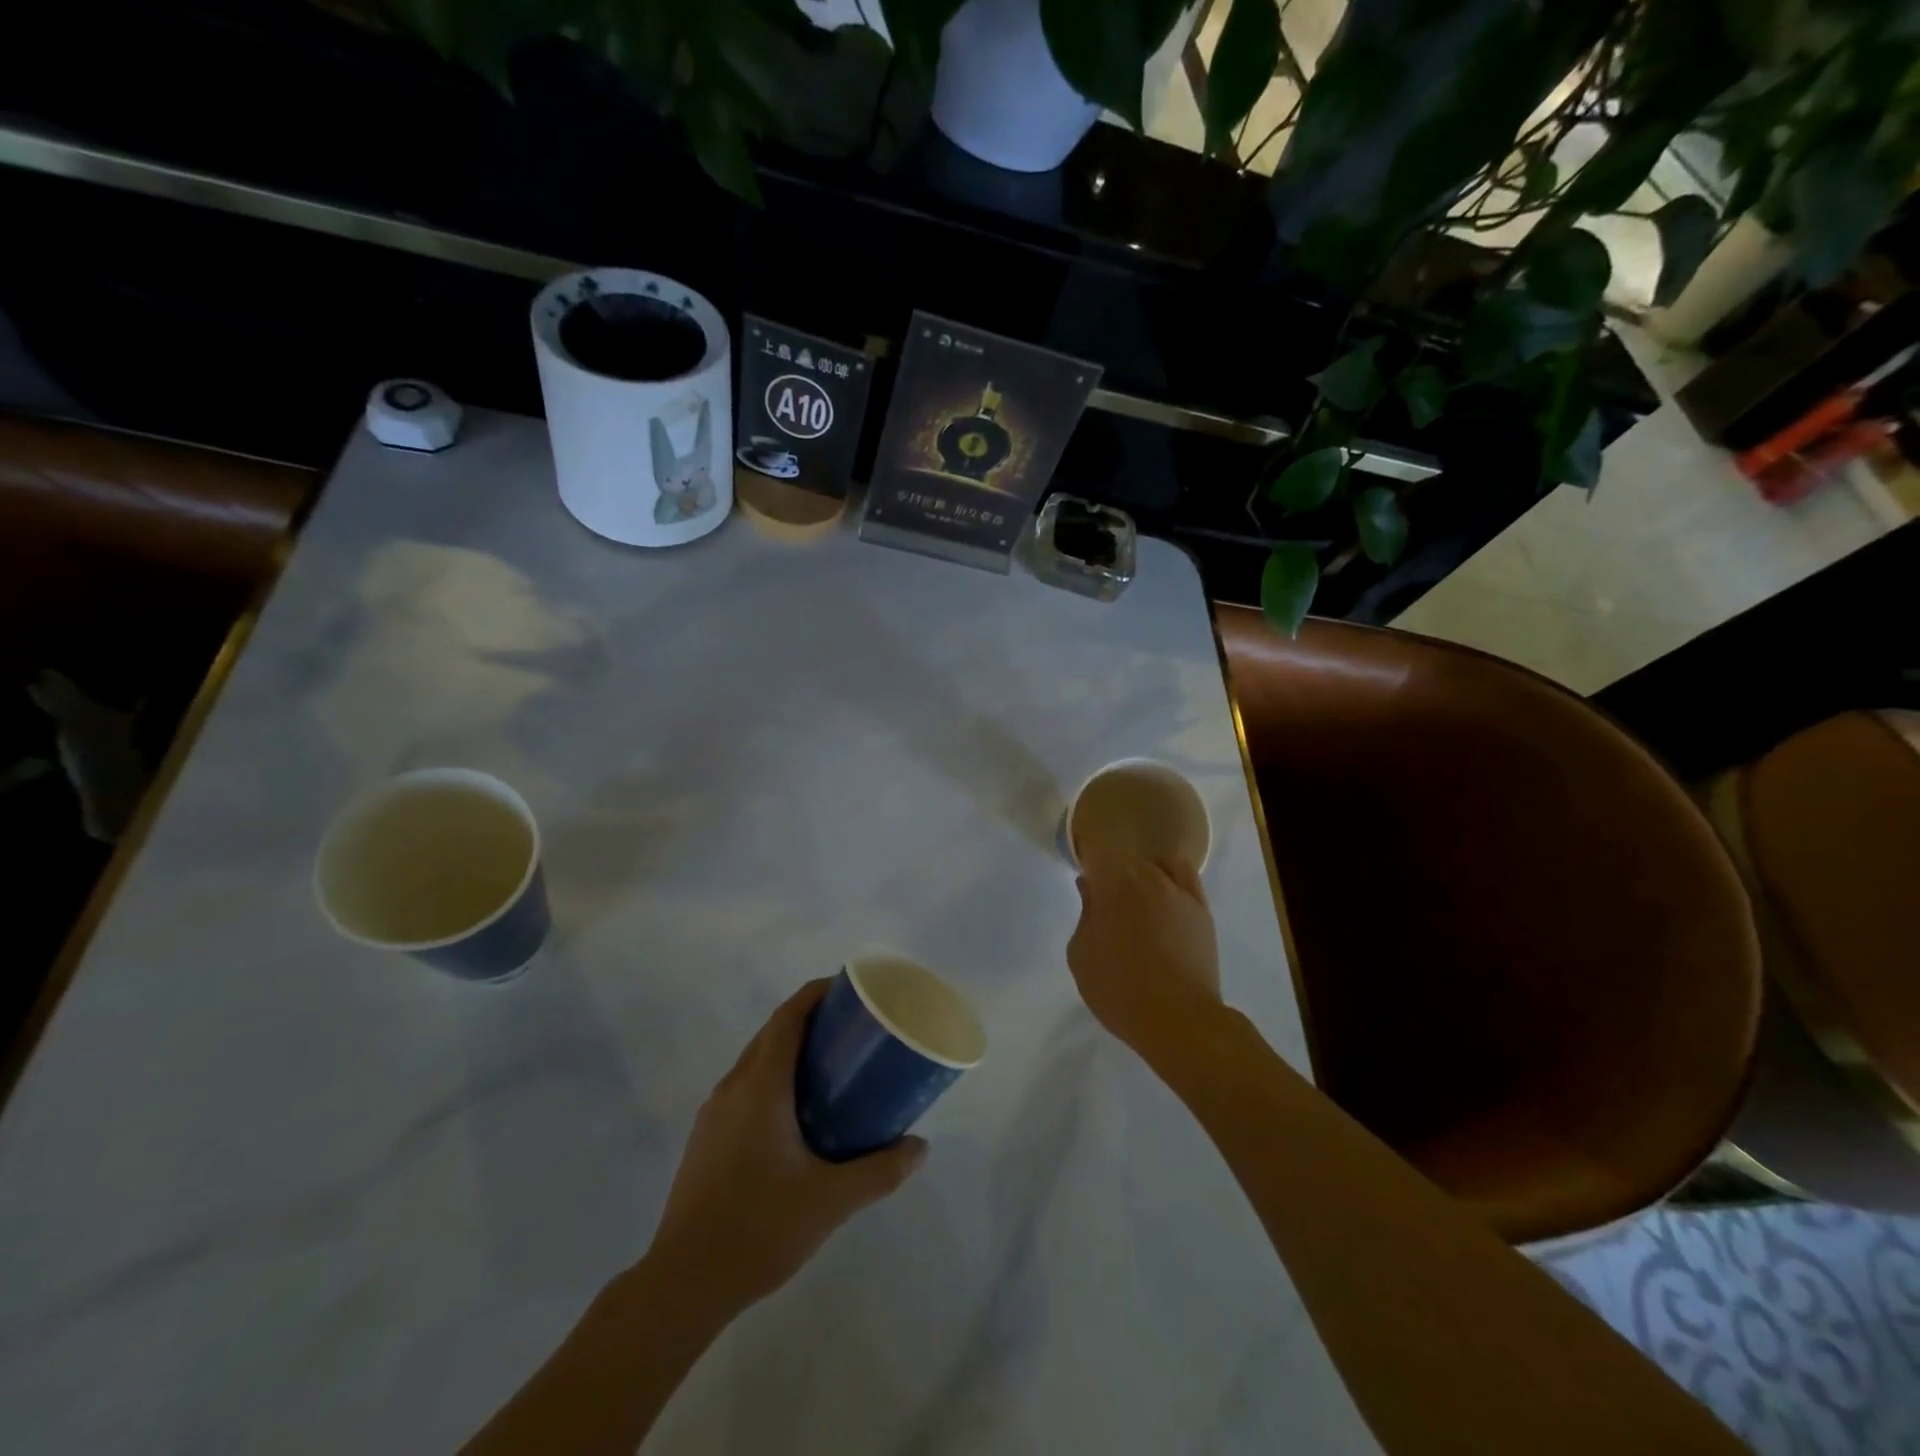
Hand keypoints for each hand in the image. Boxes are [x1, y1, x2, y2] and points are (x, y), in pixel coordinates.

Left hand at [648, 980, 927, 1320]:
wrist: (684, 1283)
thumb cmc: (760, 1228)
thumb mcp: (831, 1201)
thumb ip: (880, 1171)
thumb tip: (920, 1148)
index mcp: (761, 1086)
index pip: (788, 1017)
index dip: (816, 993)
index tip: (849, 988)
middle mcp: (733, 1087)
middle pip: (772, 1032)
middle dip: (809, 1018)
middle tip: (851, 1027)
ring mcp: (714, 1113)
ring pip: (755, 1059)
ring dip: (789, 1048)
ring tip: (830, 1065)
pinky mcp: (706, 1137)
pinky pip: (744, 1086)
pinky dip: (772, 1077)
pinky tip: (796, 1112)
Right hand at [1067, 854, 1222, 1049]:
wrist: (1178, 1019)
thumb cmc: (1119, 989)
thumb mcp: (1081, 955)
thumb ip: (1085, 913)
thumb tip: (1089, 887)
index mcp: (1113, 885)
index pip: (1097, 853)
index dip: (1088, 864)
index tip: (1084, 884)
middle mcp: (1147, 877)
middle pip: (1125, 859)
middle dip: (1112, 874)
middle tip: (1105, 903)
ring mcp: (1179, 890)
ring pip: (1154, 866)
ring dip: (1140, 877)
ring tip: (1135, 902)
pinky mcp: (1201, 908)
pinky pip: (1184, 875)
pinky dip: (1171, 877)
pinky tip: (1164, 895)